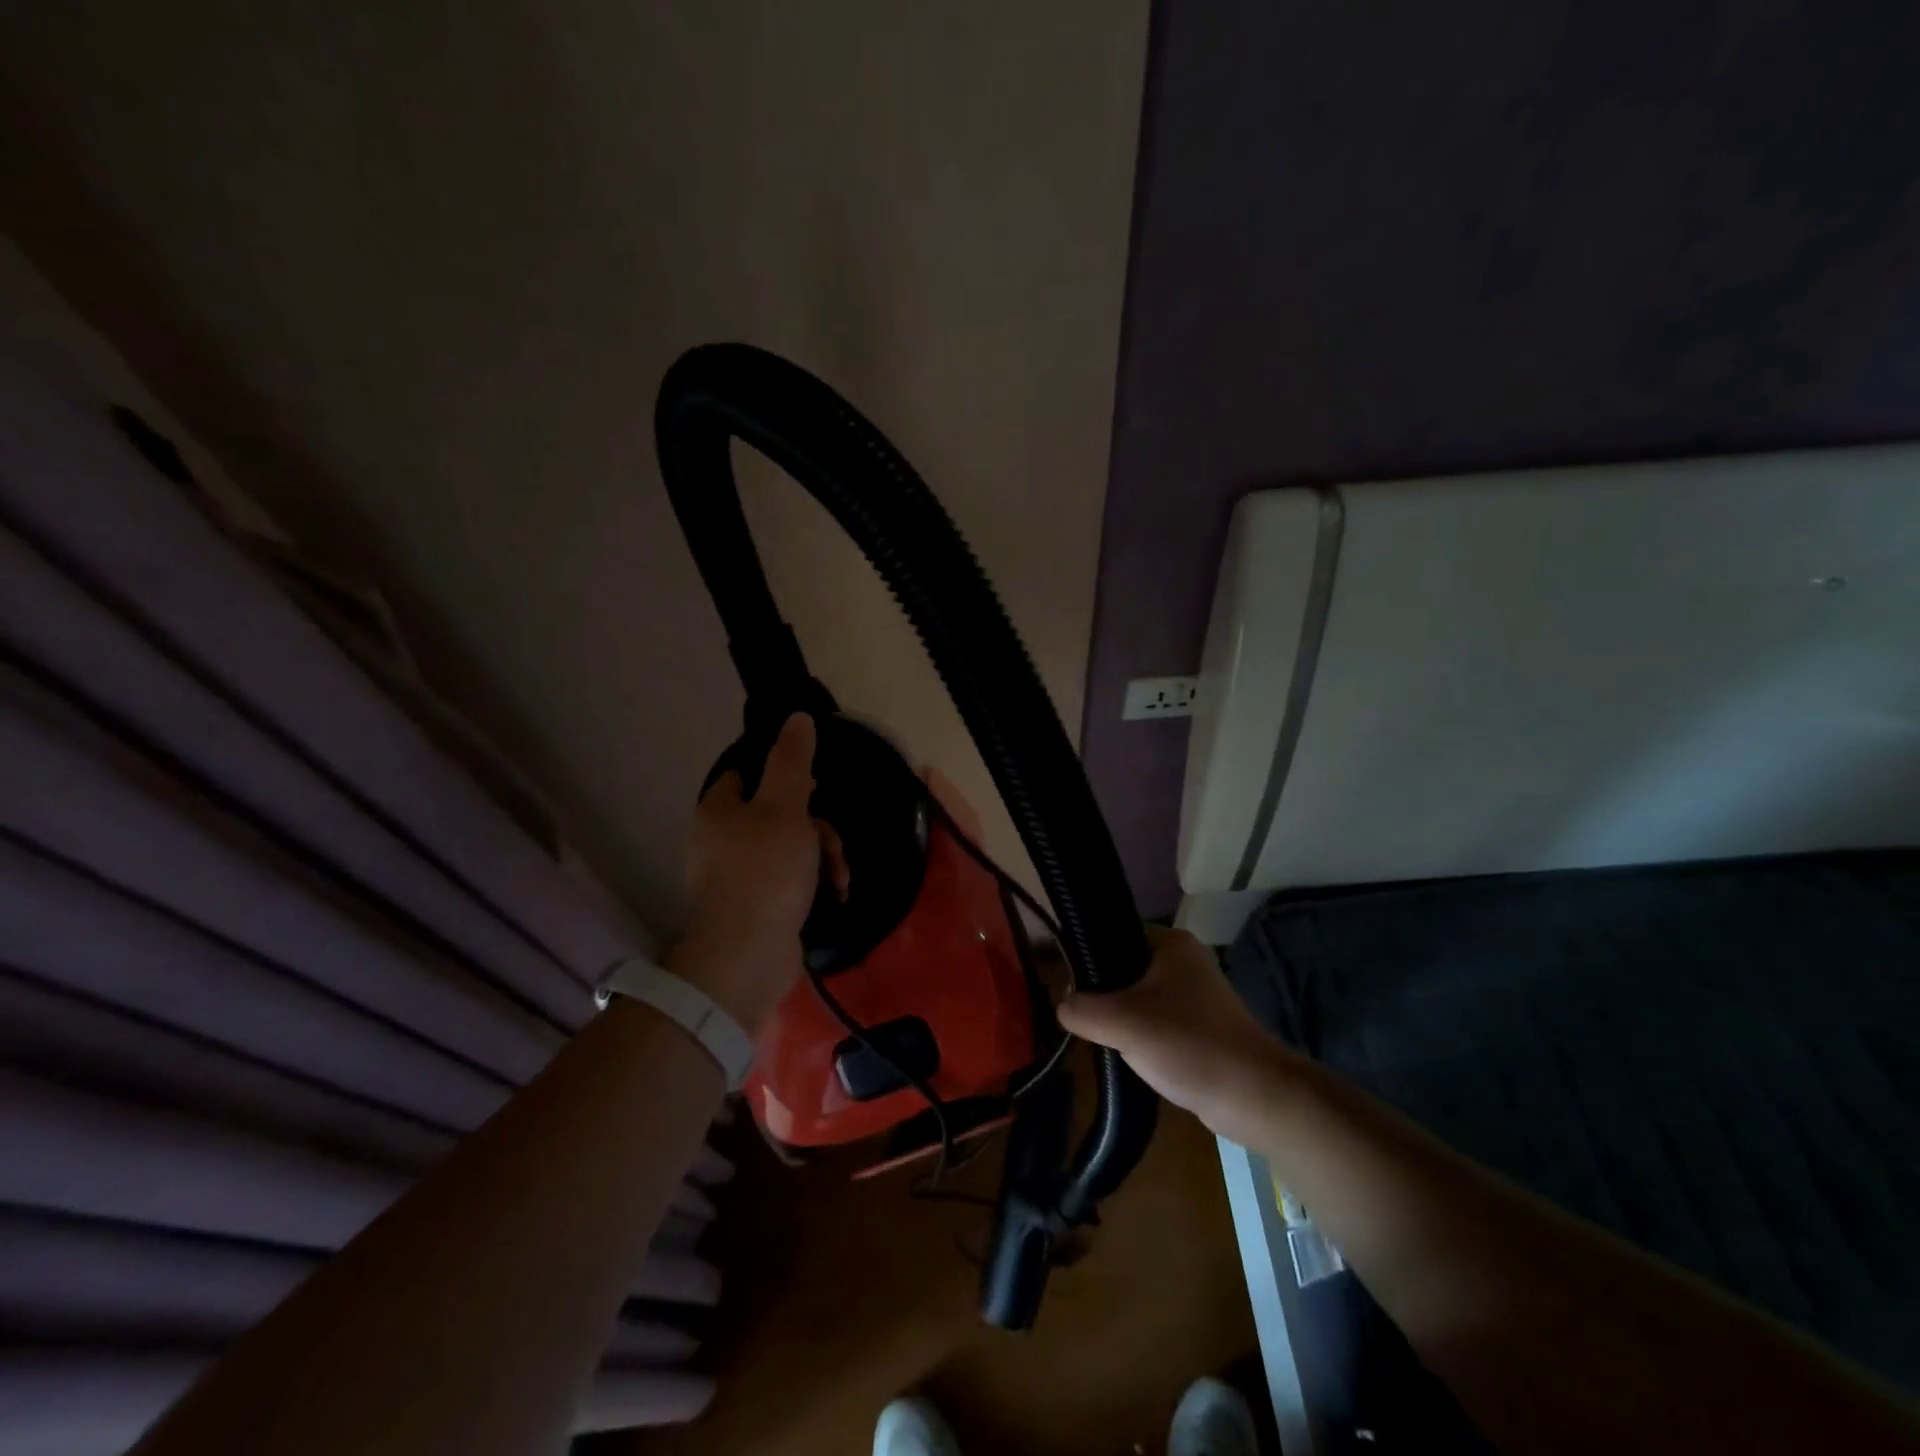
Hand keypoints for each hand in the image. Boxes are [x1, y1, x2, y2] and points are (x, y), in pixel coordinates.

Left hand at [669, 713, 823, 1028]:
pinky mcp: (754, 906)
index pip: (747, 773)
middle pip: (777, 813)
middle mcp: (720, 839)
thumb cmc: (765, 871)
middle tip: (833, 842)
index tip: (816, 787)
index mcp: (719, 810)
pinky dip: (812, 882)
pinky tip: (834, 895)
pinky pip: (788, 880)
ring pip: (789, 848)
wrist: (747, 955)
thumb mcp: (785, 807)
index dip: (783, 775)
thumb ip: (792, 761)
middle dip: (816, 826)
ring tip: (839, 876)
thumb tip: (797, 717)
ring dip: (822, 856)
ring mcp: (736, 876)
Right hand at [1057, 926, 1300, 1140]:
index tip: (1070, 988)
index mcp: (1170, 942)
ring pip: (1137, 998)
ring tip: (1108, 1041)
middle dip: (1103, 995)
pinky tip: (1132, 1057)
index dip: (1087, 959)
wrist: (1255, 1097)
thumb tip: (1064, 1006)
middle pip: (1123, 968)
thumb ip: (1081, 1008)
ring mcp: (1195, 994)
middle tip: (1087, 1020)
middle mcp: (1184, 960)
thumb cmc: (1188, 1045)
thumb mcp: (1122, 1022)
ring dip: (1121, 1020)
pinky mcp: (1200, 1025)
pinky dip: (1141, 1037)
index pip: (1113, 935)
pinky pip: (1156, 1022)